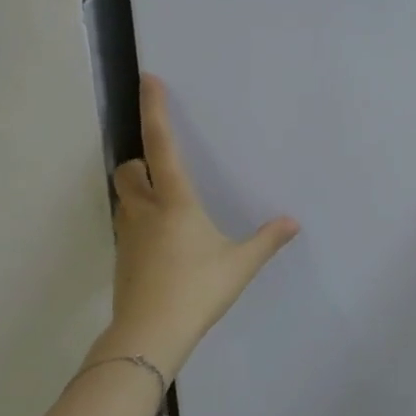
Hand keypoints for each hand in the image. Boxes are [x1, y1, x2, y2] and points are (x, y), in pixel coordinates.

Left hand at [101, 74, 298, 380]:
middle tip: (163, 170)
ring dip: (138, 191)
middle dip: (141, 162)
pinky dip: (139, 220)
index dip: (155, 110)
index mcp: (175, 202)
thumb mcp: (240, 264)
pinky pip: (127, 225)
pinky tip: (162, 242)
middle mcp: (146, 210)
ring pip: (124, 198)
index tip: (148, 80)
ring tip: (165, 205)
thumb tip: (293, 222)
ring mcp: (129, 235)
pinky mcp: (122, 258)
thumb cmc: (197, 290)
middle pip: (129, 171)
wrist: (149, 335)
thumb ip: (267, 240)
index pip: (162, 145)